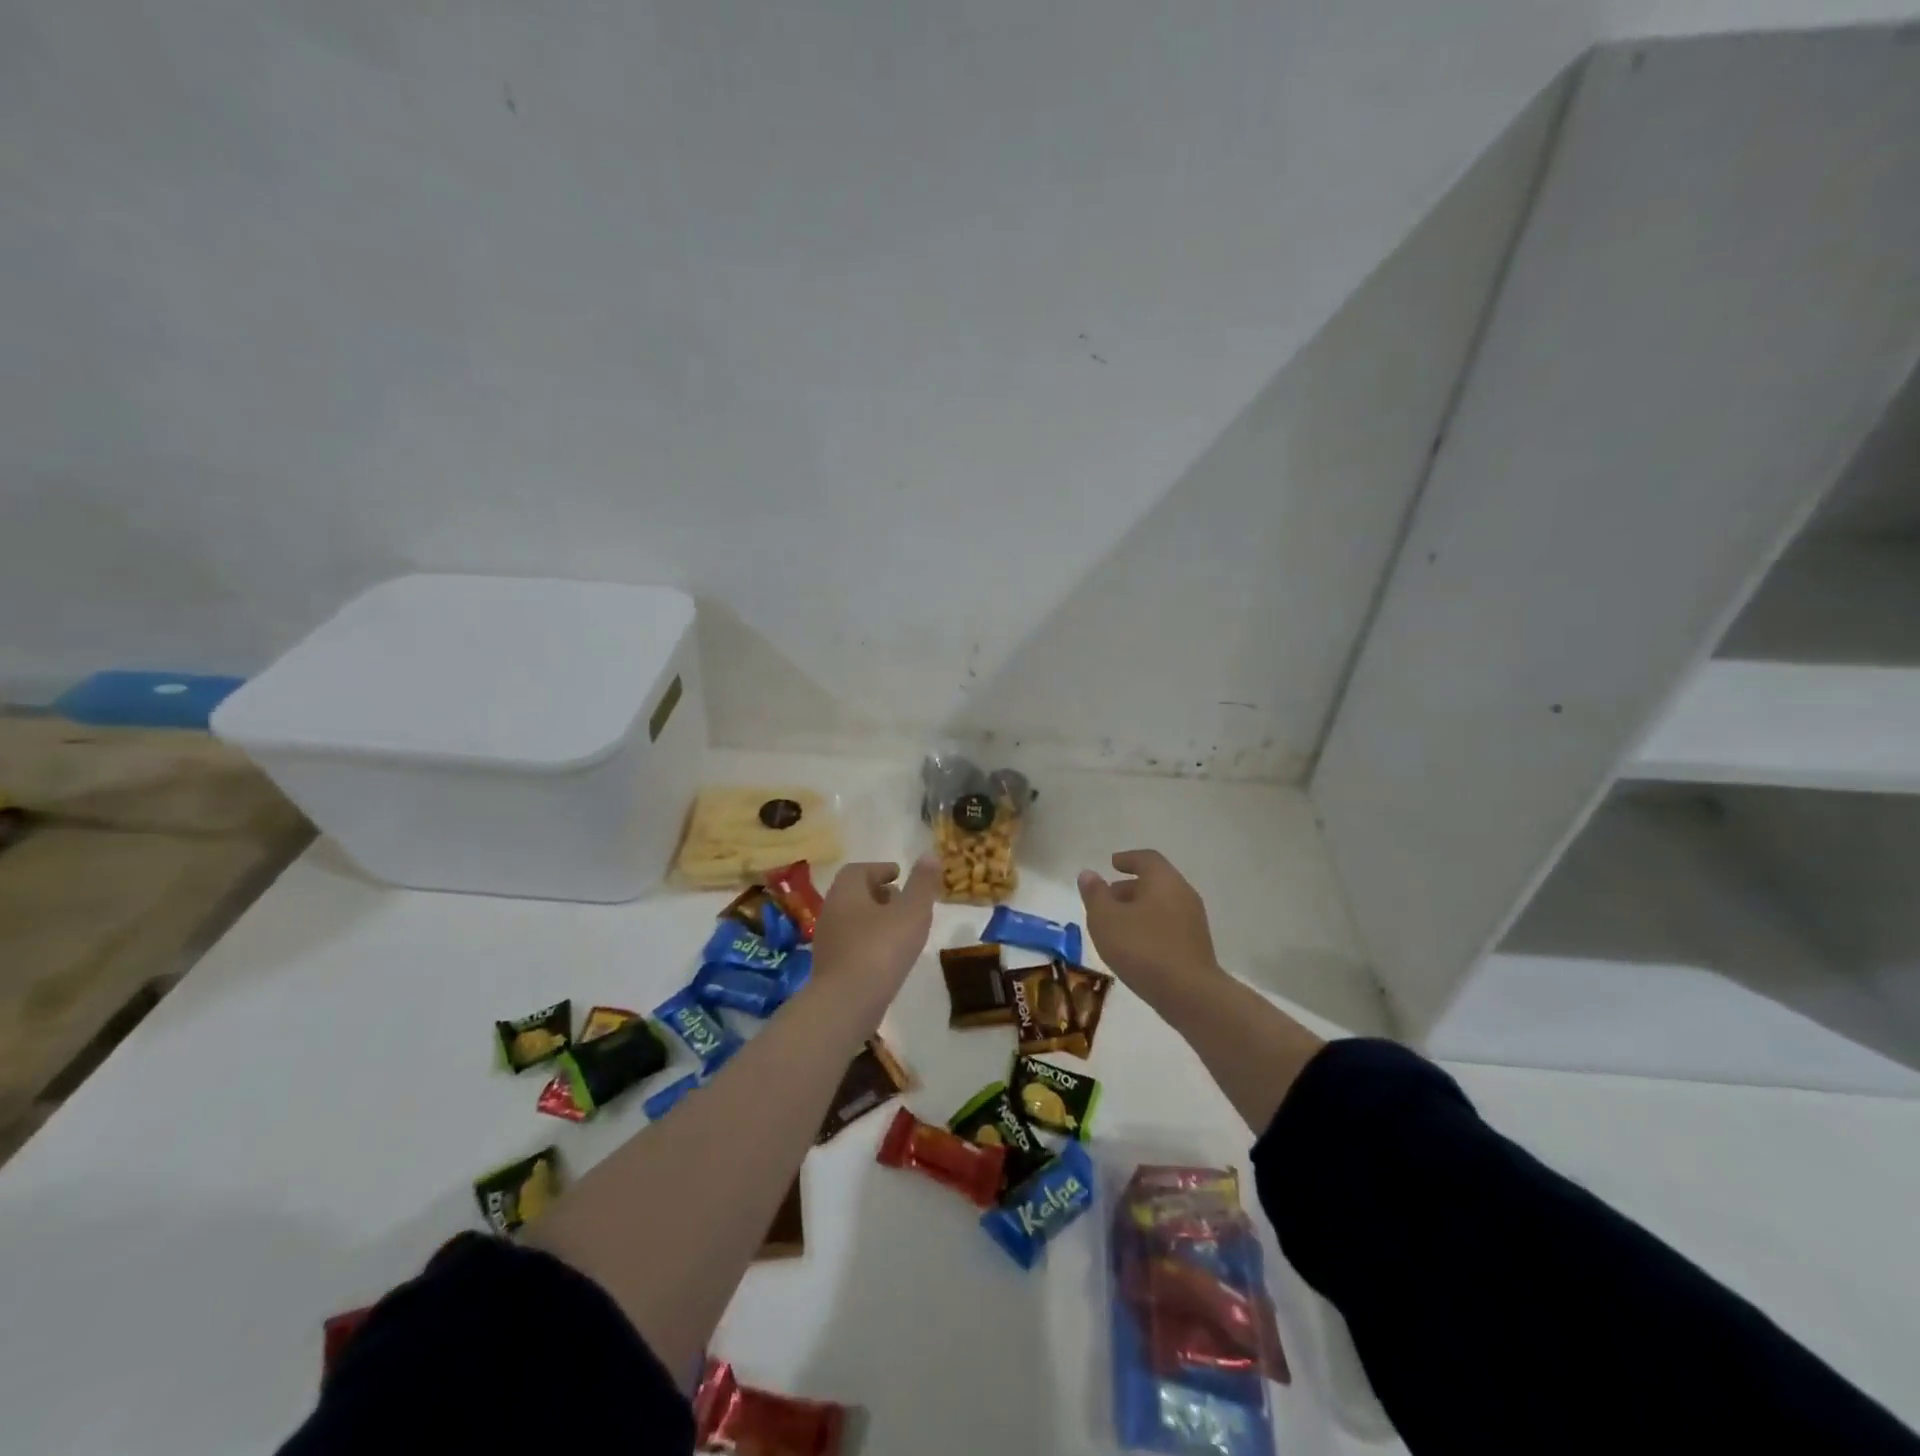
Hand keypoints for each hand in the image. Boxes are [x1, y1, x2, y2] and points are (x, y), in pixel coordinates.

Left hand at [809, 857, 939, 1015]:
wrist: (845, 1004)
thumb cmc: (880, 950)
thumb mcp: (911, 912)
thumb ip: (922, 884)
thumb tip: (930, 855)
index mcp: (846, 892)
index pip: (858, 870)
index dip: (880, 869)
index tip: (899, 875)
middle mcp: (831, 911)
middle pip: (854, 894)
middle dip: (878, 893)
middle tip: (902, 899)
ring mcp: (828, 942)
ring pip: (852, 920)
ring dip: (875, 919)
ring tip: (901, 928)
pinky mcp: (830, 968)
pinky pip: (852, 945)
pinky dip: (870, 942)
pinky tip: (888, 956)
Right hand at [1078, 850, 1225, 1011]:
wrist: (1189, 994)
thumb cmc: (1142, 948)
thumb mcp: (1105, 919)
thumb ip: (1095, 894)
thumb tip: (1089, 874)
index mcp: (1163, 880)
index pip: (1146, 858)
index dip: (1127, 858)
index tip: (1112, 863)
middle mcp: (1183, 893)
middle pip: (1155, 882)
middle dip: (1130, 886)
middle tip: (1107, 896)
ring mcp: (1193, 921)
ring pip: (1162, 904)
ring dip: (1139, 908)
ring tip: (1116, 924)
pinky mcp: (1196, 945)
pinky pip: (1169, 924)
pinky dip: (1150, 925)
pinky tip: (1135, 945)